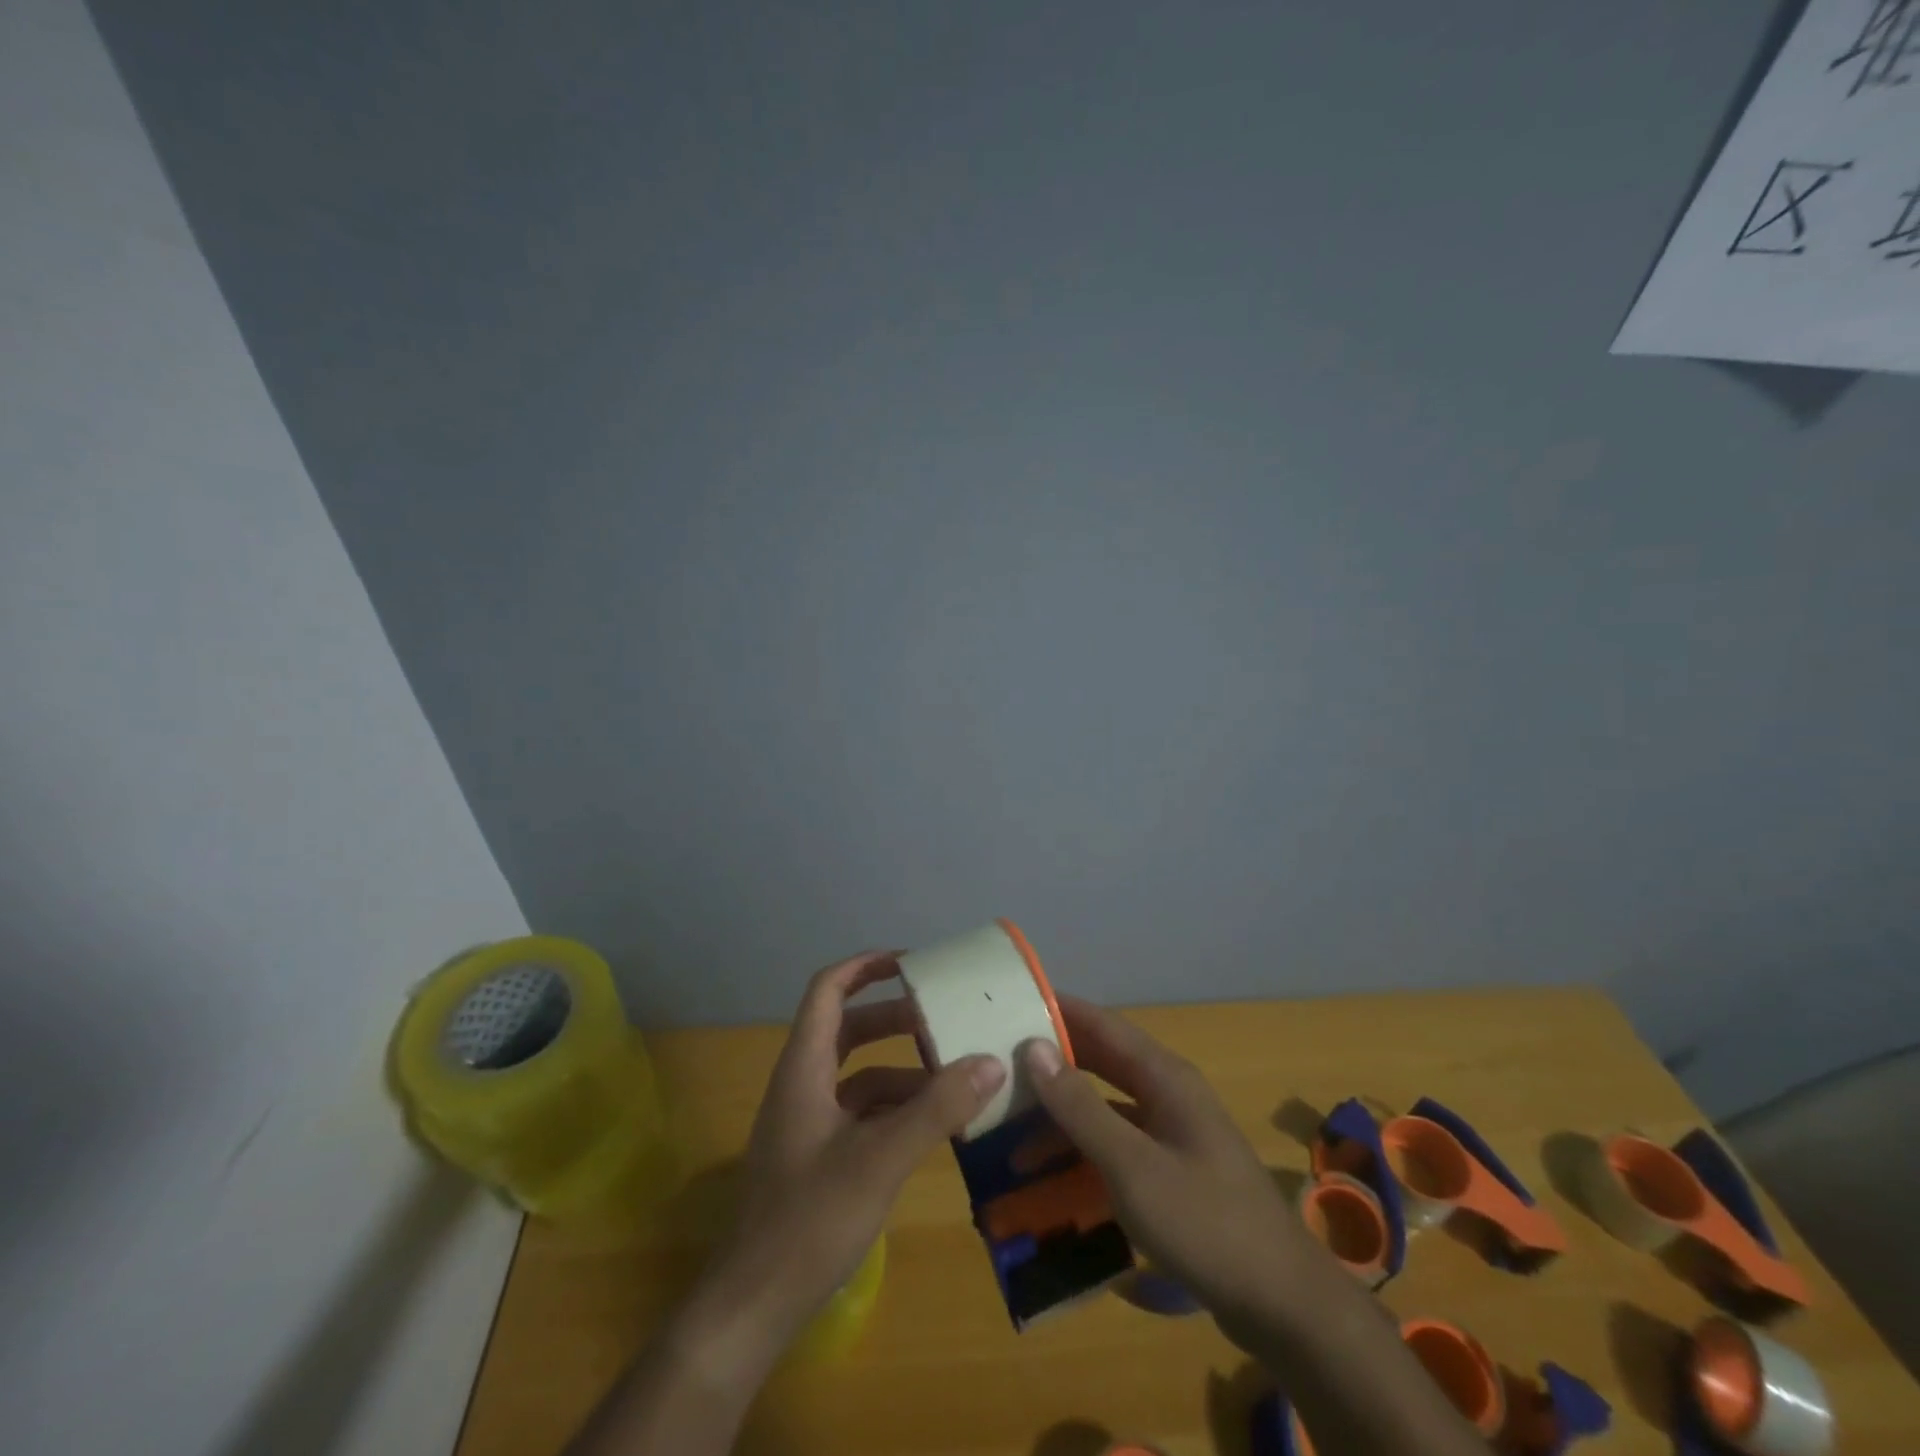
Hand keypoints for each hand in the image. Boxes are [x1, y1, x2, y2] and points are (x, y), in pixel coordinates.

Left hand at [712, 951, 1007, 1363]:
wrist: (752, 1306)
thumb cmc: (809, 1219)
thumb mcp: (881, 1159)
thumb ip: (937, 1109)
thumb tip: (991, 1062)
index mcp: (804, 1067)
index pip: (827, 990)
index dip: (864, 966)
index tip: (911, 963)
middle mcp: (802, 1084)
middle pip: (848, 1029)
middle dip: (895, 1018)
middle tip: (943, 1017)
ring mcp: (807, 1122)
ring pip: (858, 1074)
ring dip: (902, 1068)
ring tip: (952, 1072)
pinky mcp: (816, 1156)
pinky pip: (860, 1113)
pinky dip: (894, 1108)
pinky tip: (932, 1124)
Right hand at [1020, 995, 1312, 1348]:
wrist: (1283, 1303)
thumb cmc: (1205, 1222)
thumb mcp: (1131, 1165)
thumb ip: (1081, 1107)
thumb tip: (1034, 1048)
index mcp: (1164, 1077)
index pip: (1102, 1024)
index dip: (1059, 1010)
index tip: (1012, 1003)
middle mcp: (1168, 1093)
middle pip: (1102, 1062)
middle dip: (1053, 1063)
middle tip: (1000, 1065)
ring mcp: (1173, 1132)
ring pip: (1107, 1105)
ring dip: (1064, 1115)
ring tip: (1012, 1131)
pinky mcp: (1173, 1170)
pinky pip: (1118, 1142)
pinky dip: (1085, 1149)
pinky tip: (1054, 1173)